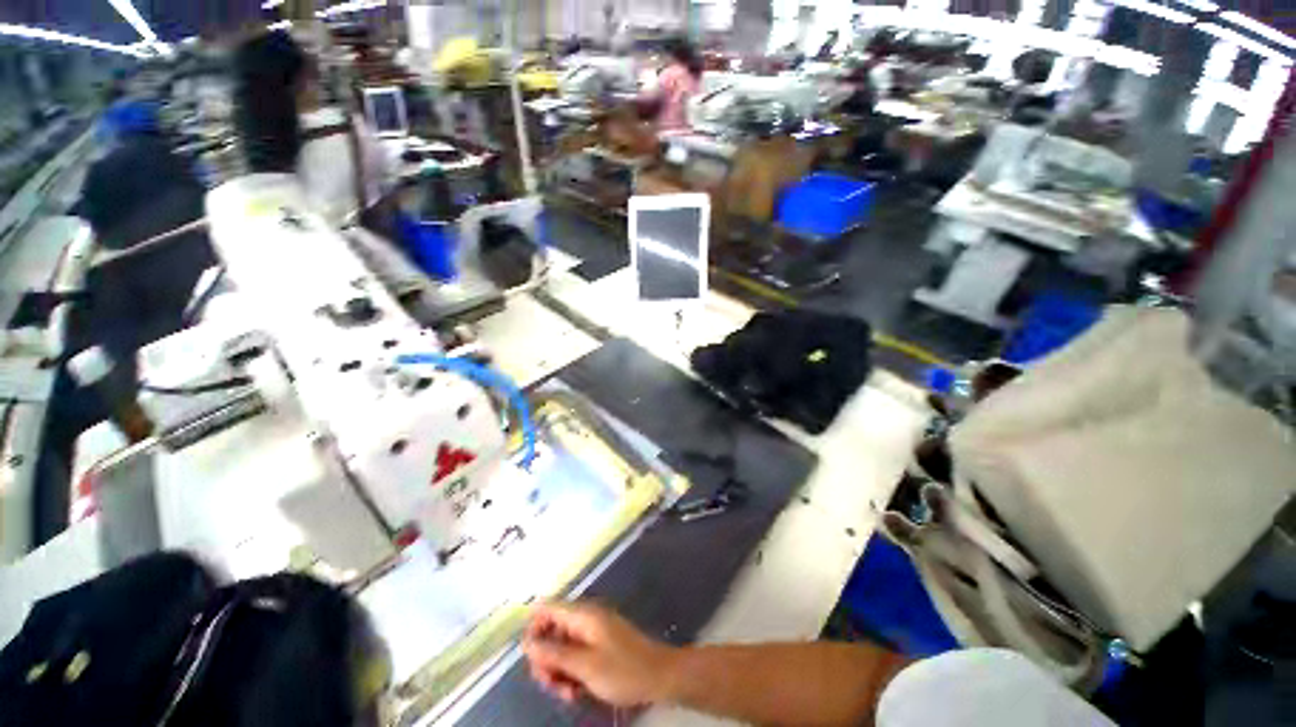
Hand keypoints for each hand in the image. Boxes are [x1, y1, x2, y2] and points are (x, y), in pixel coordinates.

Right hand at [522, 601, 678, 706]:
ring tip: (568, 693)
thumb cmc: (623, 670)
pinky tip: (577, 692)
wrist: (659, 676)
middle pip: (552, 632)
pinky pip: (575, 657)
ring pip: (562, 648)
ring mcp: (593, 633)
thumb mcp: (585, 665)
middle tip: (552, 685)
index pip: (547, 608)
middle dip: (546, 660)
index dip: (533, 629)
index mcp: (583, 615)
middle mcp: (586, 619)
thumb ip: (554, 653)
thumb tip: (526, 641)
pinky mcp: (599, 647)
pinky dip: (571, 673)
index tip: (530, 659)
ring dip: (558, 672)